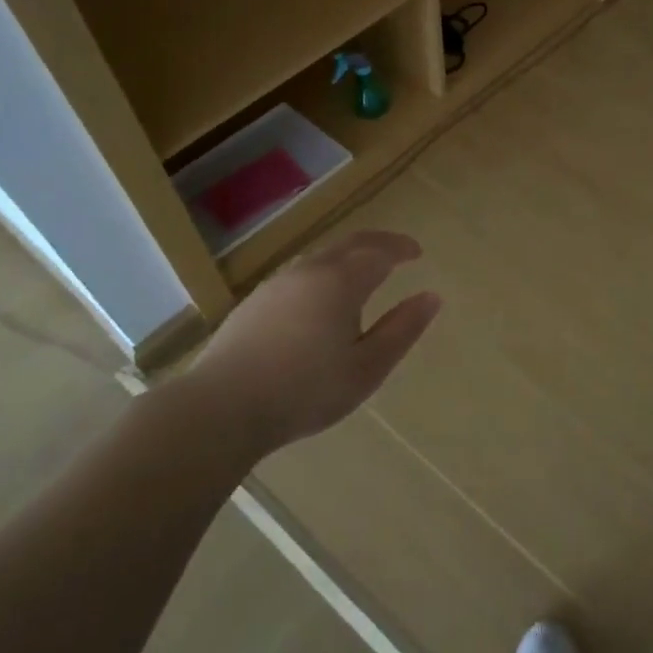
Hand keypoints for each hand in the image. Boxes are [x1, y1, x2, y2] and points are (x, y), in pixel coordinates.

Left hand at [180, 230, 440, 454]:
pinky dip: (324, 273)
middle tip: (398, 251)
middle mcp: (309, 271)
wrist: (221, 408)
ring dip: (348, 257)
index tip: (417, 253)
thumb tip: (432, 298)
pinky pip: (300, 274)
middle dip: (377, 243)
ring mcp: (277, 284)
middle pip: (349, 244)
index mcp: (341, 281)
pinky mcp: (254, 303)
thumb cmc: (305, 390)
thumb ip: (402, 329)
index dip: (401, 248)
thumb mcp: (367, 367)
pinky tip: (321, 299)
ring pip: (321, 257)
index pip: (379, 251)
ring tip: (364, 274)